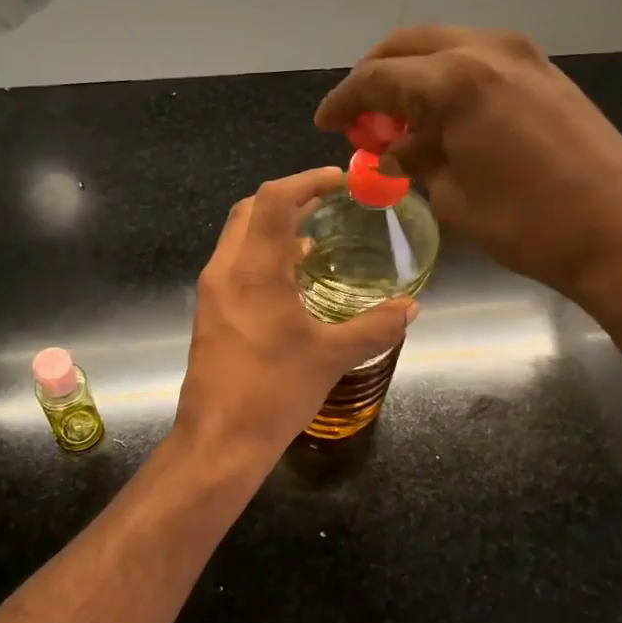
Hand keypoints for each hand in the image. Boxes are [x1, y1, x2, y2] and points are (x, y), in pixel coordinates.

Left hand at [174, 167, 416, 469]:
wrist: (219, 442)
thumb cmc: (274, 393)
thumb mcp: (332, 357)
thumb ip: (376, 327)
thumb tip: (411, 308)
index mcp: (254, 270)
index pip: (274, 200)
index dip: (307, 180)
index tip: (340, 180)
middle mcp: (225, 270)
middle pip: (251, 209)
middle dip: (289, 197)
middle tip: (328, 203)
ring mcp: (212, 292)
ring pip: (239, 236)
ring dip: (274, 226)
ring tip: (315, 237)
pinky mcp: (210, 312)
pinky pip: (235, 263)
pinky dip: (263, 254)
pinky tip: (292, 279)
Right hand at [315, 27, 621, 311]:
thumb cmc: (529, 223)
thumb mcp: (454, 198)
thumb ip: (414, 163)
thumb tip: (391, 152)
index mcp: (454, 79)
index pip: (377, 78)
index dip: (344, 101)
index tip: (325, 123)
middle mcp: (486, 49)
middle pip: (408, 45)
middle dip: (376, 78)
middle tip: (360, 118)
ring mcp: (522, 55)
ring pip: (445, 47)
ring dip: (414, 78)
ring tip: (400, 123)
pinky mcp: (546, 72)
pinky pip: (479, 62)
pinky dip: (450, 82)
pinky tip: (445, 120)